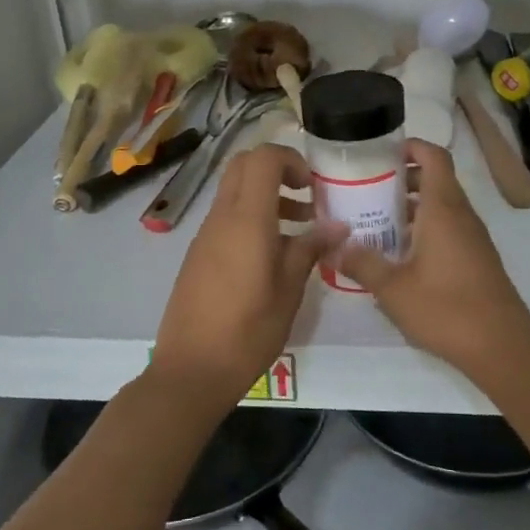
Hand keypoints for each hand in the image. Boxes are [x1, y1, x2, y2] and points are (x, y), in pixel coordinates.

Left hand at [150, 144, 343, 408]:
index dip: (291, 160)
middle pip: (243, 166)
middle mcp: (221, 218)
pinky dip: (252, 219)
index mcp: (246, 220)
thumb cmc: (248, 331)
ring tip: (302, 229)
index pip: (262, 158)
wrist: (191, 371)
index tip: (313, 185)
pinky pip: (227, 219)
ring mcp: (205, 236)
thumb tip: (338, 226)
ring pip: (235, 193)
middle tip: (307, 196)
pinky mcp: (199, 255)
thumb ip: (310, 250)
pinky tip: (275, 256)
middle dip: (277, 170)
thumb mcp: (289, 291)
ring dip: (267, 197)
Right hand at [336, 139, 529, 374]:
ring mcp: (474, 238)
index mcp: (443, 209)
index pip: (434, 157)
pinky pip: (449, 229)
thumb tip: (334, 246)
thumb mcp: (393, 288)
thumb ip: (362, 263)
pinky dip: (425, 229)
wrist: (502, 347)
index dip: (411, 146)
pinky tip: (401, 255)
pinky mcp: (478, 260)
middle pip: (436, 180)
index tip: (382, 153)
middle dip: (402, 180)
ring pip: (442, 207)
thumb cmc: (446, 309)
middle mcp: (462, 216)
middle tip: (367, 190)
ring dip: (412, 207)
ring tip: (376, 221)